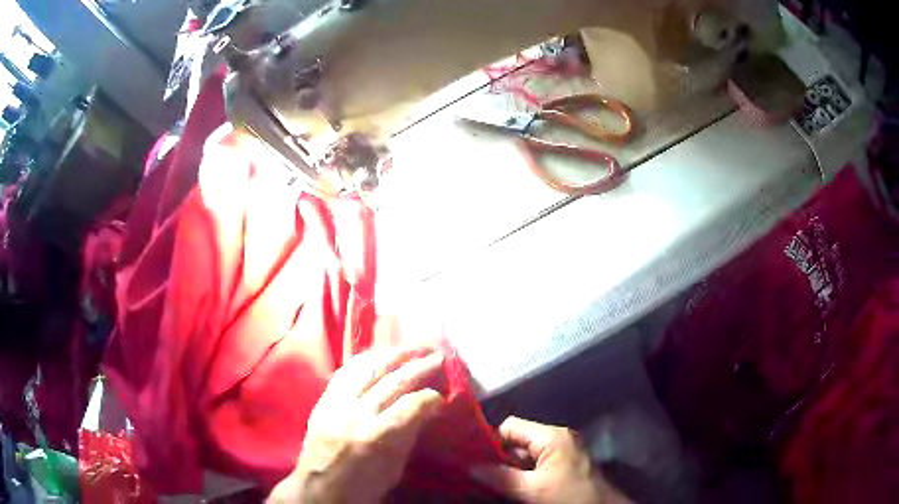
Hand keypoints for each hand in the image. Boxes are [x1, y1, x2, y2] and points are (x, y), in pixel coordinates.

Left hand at [268, 347, 445, 503]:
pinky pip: (346, 371)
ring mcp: (336, 403)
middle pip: (393, 381)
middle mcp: (356, 413)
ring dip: (393, 355)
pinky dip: (365, 360)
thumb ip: (409, 435)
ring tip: (412, 348)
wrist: (317, 488)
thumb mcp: (394, 469)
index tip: (442, 395)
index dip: (432, 397)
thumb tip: (427, 410)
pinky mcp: (324, 400)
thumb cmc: (361, 487)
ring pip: (368, 368)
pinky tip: (378, 355)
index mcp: (377, 437)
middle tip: (439, 355)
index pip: (412, 405)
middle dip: (420, 366)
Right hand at [471, 417, 630, 503]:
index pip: (511, 427)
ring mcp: (561, 453)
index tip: (472, 459)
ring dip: (507, 470)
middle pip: (516, 442)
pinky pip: (534, 467)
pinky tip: (507, 488)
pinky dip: (520, 476)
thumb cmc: (568, 497)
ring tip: (486, 483)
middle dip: (497, 459)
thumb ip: (500, 477)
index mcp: (552, 436)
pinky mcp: (562, 467)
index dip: (490, 441)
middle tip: (475, 475)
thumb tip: (468, 466)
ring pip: (523, 457)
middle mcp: (556, 439)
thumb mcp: (531, 490)